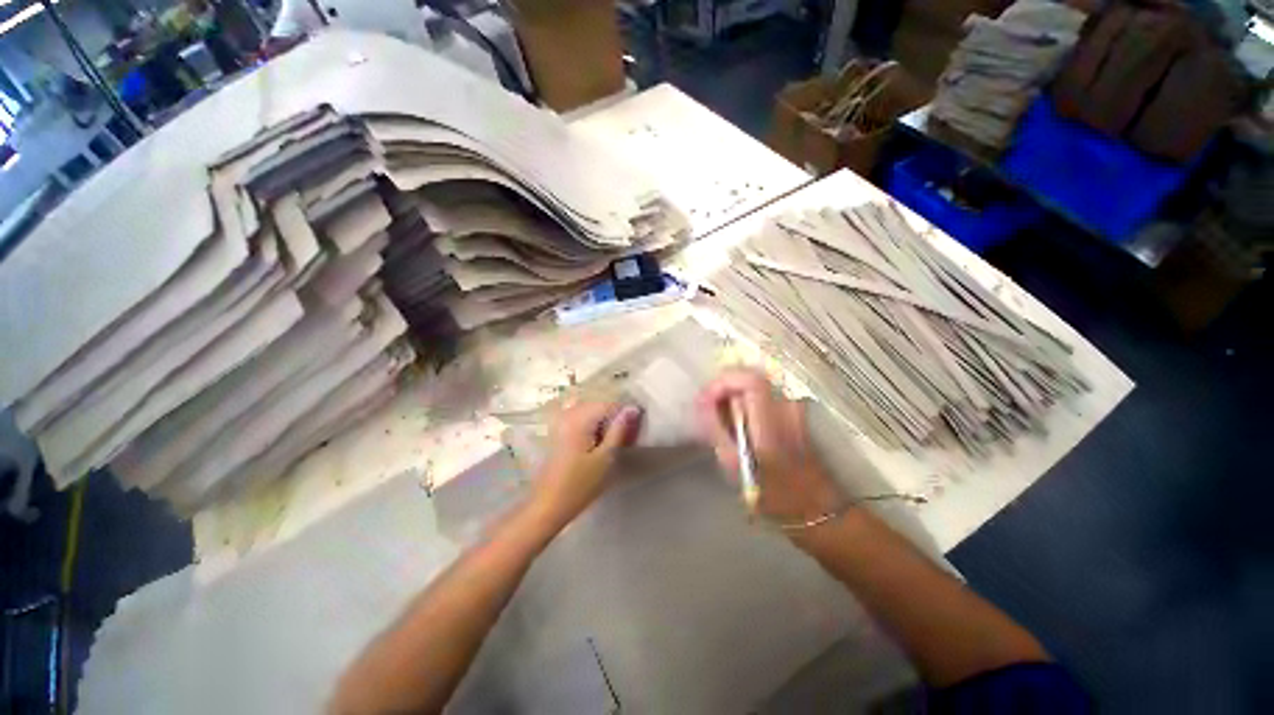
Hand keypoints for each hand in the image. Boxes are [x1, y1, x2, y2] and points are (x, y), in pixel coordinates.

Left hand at [532, 400, 643, 525]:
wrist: (548, 505)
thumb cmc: (580, 484)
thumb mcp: (606, 457)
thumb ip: (619, 430)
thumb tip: (633, 408)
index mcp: (580, 418)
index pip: (610, 405)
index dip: (625, 416)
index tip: (633, 433)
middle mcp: (569, 414)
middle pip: (599, 406)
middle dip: (613, 418)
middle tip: (624, 439)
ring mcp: (561, 422)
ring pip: (590, 412)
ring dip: (602, 422)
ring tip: (611, 442)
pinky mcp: (557, 431)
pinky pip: (580, 419)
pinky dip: (591, 426)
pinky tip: (595, 442)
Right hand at [695, 368, 844, 522]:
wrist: (815, 507)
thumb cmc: (773, 493)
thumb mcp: (735, 465)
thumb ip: (716, 428)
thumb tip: (702, 402)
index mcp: (772, 421)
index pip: (749, 380)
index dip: (723, 381)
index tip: (706, 398)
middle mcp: (786, 407)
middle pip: (749, 378)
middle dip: (723, 386)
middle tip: (706, 405)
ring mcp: (793, 407)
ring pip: (754, 385)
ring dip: (732, 393)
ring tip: (717, 414)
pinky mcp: (794, 411)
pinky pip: (762, 395)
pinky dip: (744, 400)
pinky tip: (735, 420)